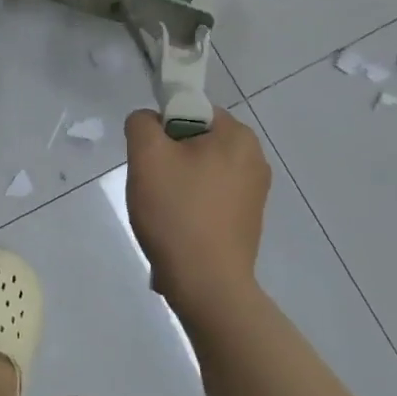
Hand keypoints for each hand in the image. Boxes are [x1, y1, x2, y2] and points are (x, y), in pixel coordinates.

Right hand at [123, 107, 269, 311]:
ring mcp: (254, 192)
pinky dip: (190, 206)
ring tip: (163, 210)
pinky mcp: (247, 220)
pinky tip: (177, 228)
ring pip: (198, 170)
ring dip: (175, 183)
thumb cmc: (177, 212)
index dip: (162, 128)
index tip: (150, 158)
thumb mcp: (146, 155)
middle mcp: (254, 158)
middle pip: (194, 140)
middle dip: (168, 158)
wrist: (207, 286)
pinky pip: (209, 197)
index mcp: (238, 136)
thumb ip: (142, 123)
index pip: (189, 110)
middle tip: (152, 183)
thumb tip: (149, 123)